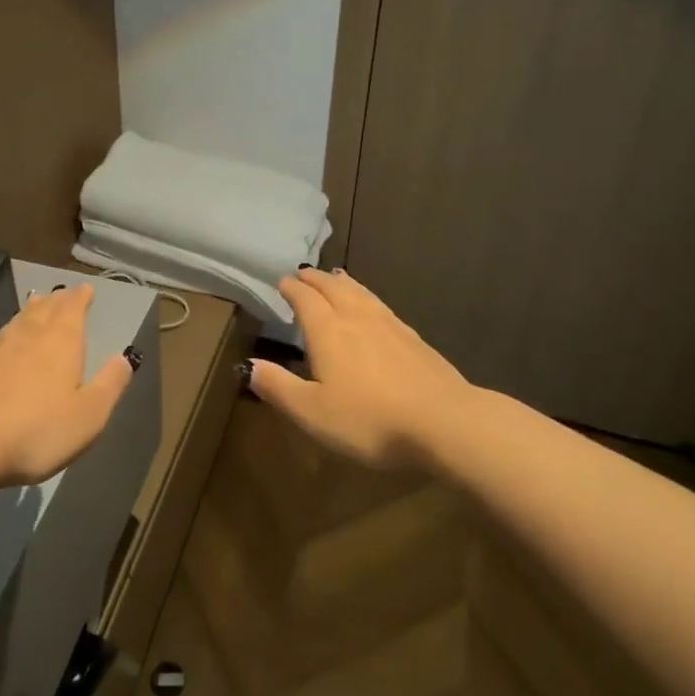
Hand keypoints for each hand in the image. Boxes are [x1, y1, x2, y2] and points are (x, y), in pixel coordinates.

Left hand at [0, 283, 136, 486]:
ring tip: (36, 307)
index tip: (85, 289)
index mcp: (61, 342)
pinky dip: (7, 339)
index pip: (73, 308)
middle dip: (56, 300)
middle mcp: (28, 337)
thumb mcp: (89, 415)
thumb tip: (125, 358)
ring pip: (18, 322)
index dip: (80, 298)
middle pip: (44, 309)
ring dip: (30, 312)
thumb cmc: (37, 430)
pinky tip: (4, 350)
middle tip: (62, 294)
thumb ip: (110, 385)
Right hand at [246, 268, 478, 469]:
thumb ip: (278, 387)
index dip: (292, 289)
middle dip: (316, 279)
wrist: (444, 422)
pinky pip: (381, 306)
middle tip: (304, 273)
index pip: (305, 299)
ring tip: (335, 276)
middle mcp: (357, 318)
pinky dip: (368, 297)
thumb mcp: (312, 412)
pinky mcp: (414, 339)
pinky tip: (373, 308)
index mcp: (328, 331)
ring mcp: (390, 326)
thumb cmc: (370, 420)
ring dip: (343, 282)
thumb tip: (249, 366)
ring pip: (361, 293)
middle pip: (333, 288)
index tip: (282, 281)